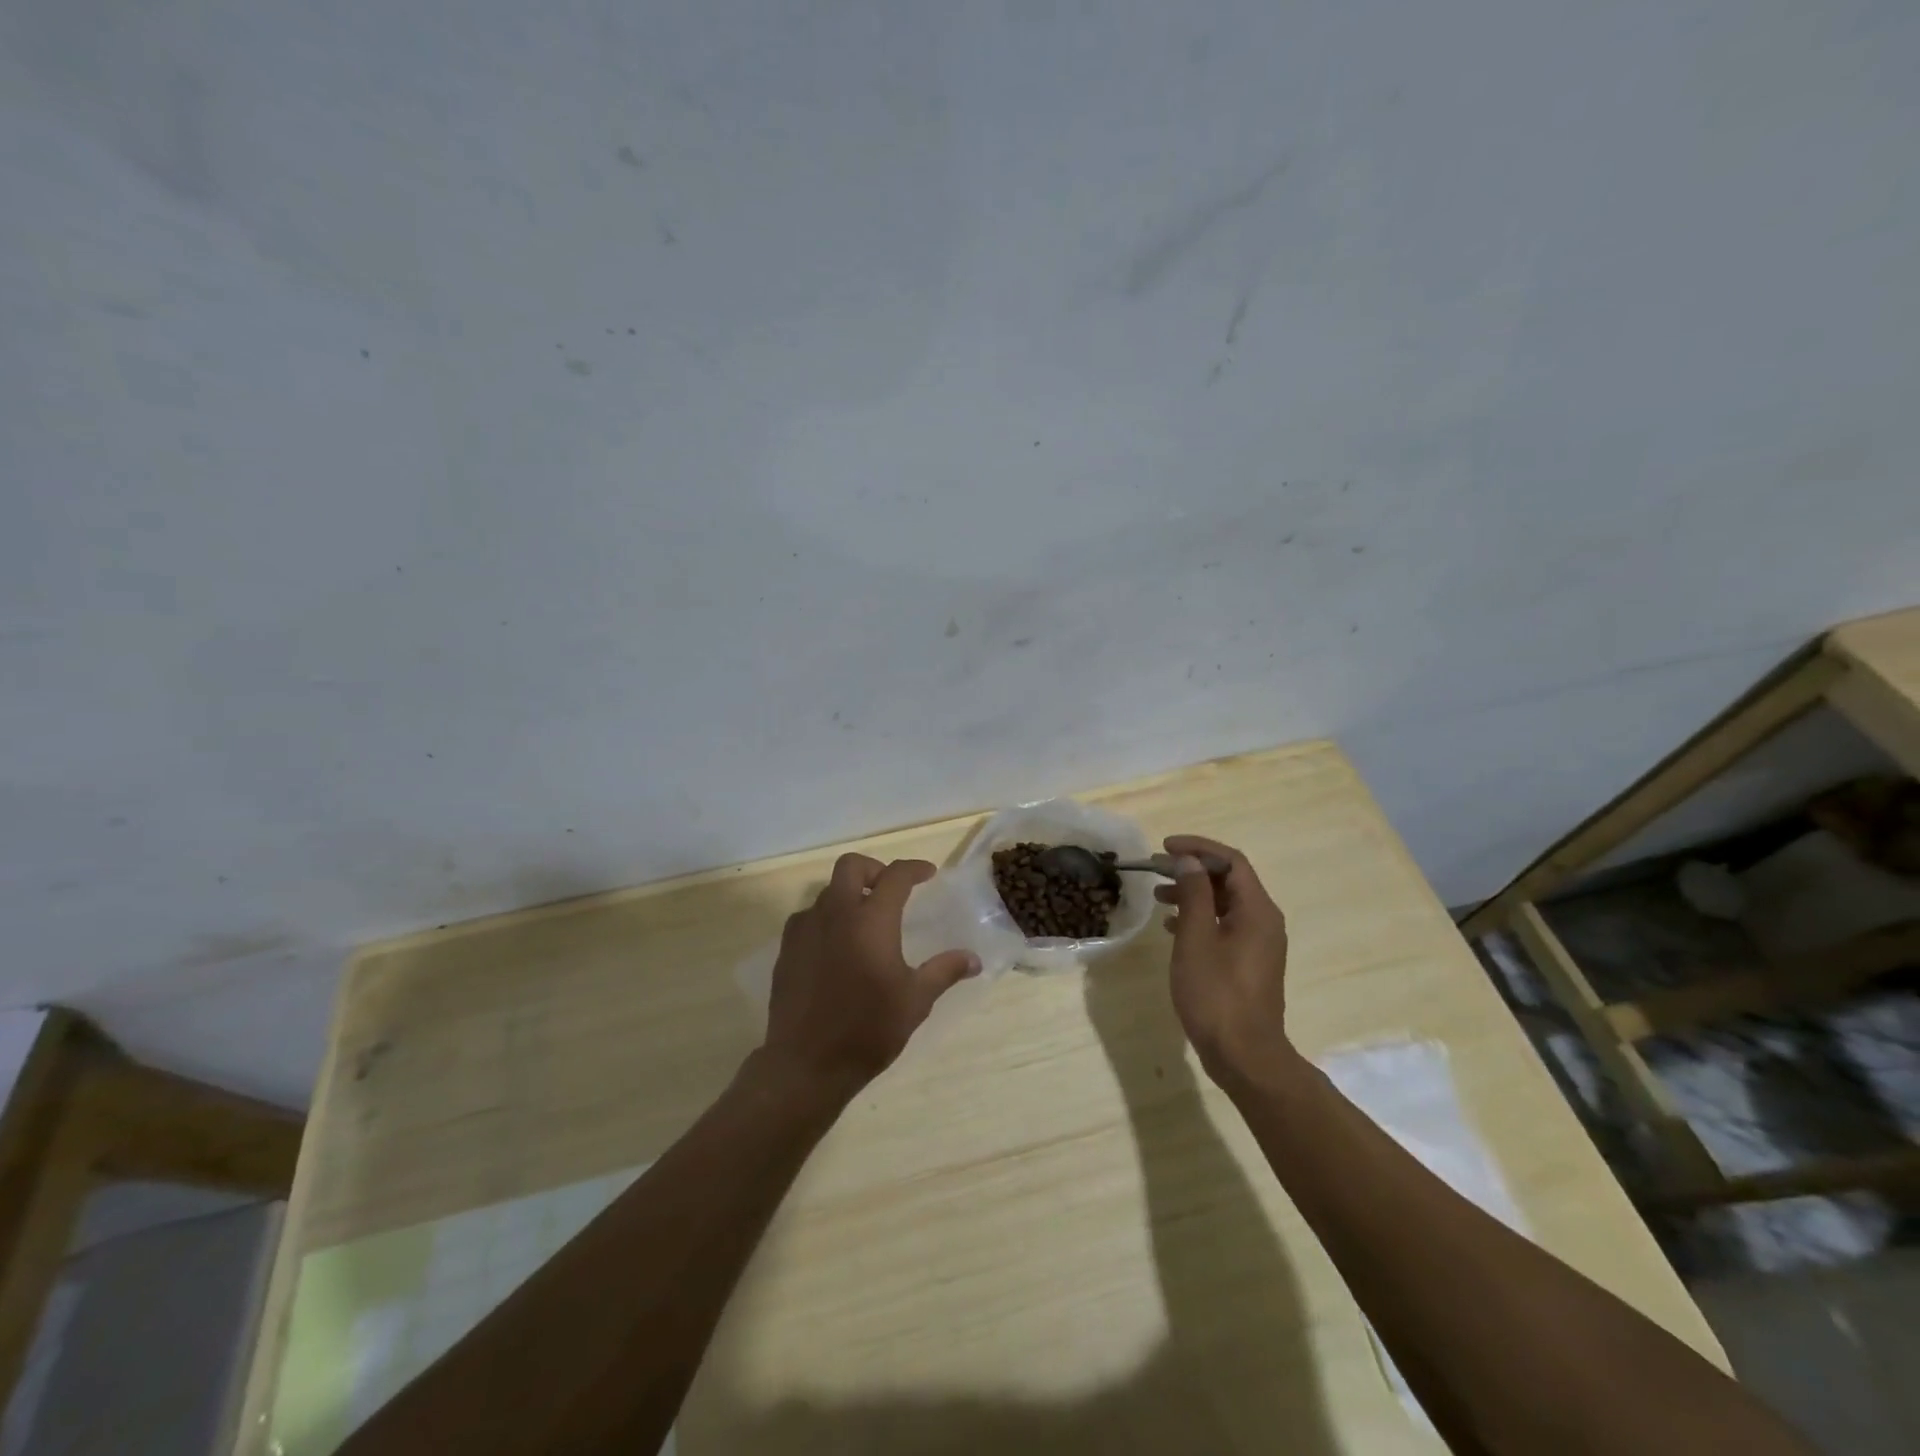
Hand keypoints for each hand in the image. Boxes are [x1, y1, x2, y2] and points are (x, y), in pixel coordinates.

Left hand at [761, 853, 980, 1092]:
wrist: (807, 1064)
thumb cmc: (868, 1029)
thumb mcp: (915, 1000)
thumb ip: (944, 971)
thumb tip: (974, 959)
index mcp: (871, 920)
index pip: (895, 876)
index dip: (914, 869)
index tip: (928, 874)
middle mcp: (835, 914)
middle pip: (851, 866)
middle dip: (874, 869)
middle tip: (890, 890)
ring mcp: (805, 929)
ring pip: (827, 891)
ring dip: (848, 895)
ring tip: (865, 922)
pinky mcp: (787, 950)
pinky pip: (808, 918)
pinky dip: (826, 919)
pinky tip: (837, 947)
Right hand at [1155, 834, 1295, 1088]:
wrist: (1245, 1056)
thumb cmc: (1217, 994)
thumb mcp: (1196, 939)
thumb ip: (1194, 894)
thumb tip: (1188, 861)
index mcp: (1257, 911)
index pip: (1231, 861)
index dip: (1198, 848)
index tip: (1165, 847)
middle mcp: (1264, 921)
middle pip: (1229, 879)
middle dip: (1192, 869)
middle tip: (1156, 869)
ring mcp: (1258, 943)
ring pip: (1224, 903)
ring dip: (1192, 893)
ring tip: (1158, 896)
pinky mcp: (1248, 962)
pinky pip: (1224, 925)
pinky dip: (1199, 917)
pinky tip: (1171, 926)